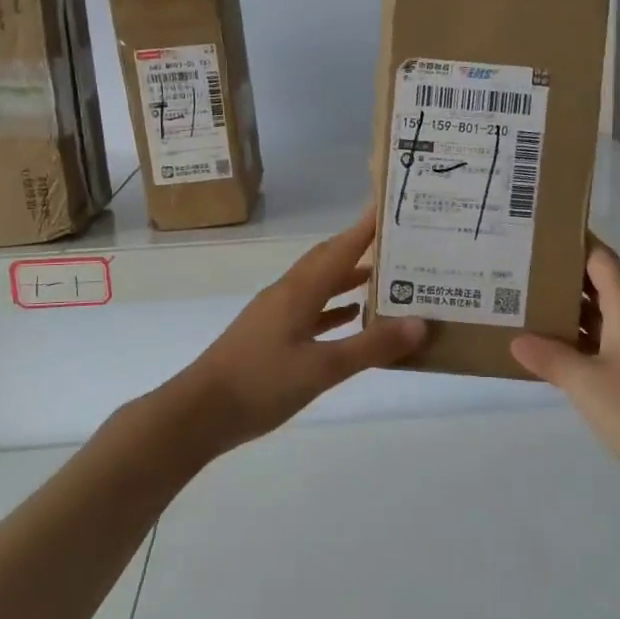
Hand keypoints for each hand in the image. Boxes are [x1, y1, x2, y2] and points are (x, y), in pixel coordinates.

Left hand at [174, 210, 427, 453]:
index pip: (341, 248)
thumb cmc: (261, 383)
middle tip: (397, 242)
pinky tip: (351, 317)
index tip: (391, 206)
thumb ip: (371, 346)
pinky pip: (310, 309)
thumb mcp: (322, 367)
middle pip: (328, 259)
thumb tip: (420, 323)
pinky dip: (333, 308)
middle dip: (360, 247)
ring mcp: (276, 314)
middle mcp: (288, 293)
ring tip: (386, 278)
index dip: (366, 227)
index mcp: (299, 290)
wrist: (199, 413)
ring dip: (349, 278)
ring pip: (319, 285)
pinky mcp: (270, 336)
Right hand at [510, 240, 619, 483]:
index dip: (572, 243)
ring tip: (527, 311)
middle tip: (518, 275)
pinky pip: (613, 342)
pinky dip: (585, 342)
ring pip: (606, 316)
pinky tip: (558, 354)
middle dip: (563, 280)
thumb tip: (517, 340)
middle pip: (602, 285)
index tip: (537, 235)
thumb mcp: (585, 383)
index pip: (600, 258)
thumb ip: (549, 357)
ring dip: (572, 314)